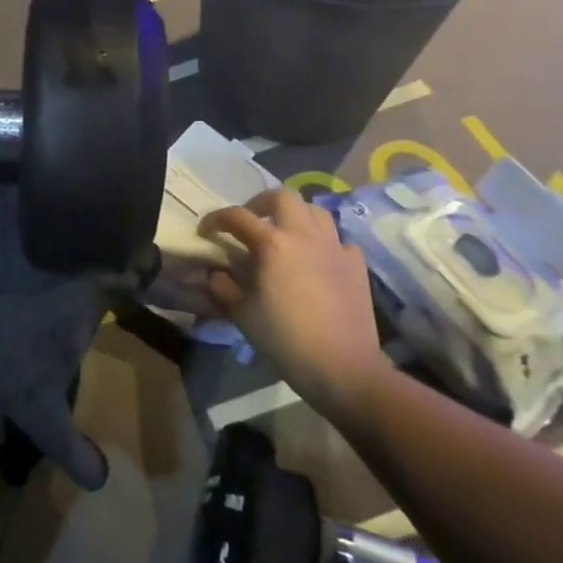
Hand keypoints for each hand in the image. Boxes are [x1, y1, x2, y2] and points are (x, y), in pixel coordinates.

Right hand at [200, 188, 383, 422]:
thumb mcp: (240, 313)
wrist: (343, 367)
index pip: (236, 216)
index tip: (206, 231)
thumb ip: (223, 286)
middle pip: (282, 196)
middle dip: (260, 203)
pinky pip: (338, 239)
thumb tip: (217, 273)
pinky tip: (316, 259)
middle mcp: (304, 235)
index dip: (216, 219)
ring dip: (294, 215)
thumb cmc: (284, 338)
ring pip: (314, 211)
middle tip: (250, 221)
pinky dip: (323, 242)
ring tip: (284, 234)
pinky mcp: (356, 264)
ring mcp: (335, 247)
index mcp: (272, 243)